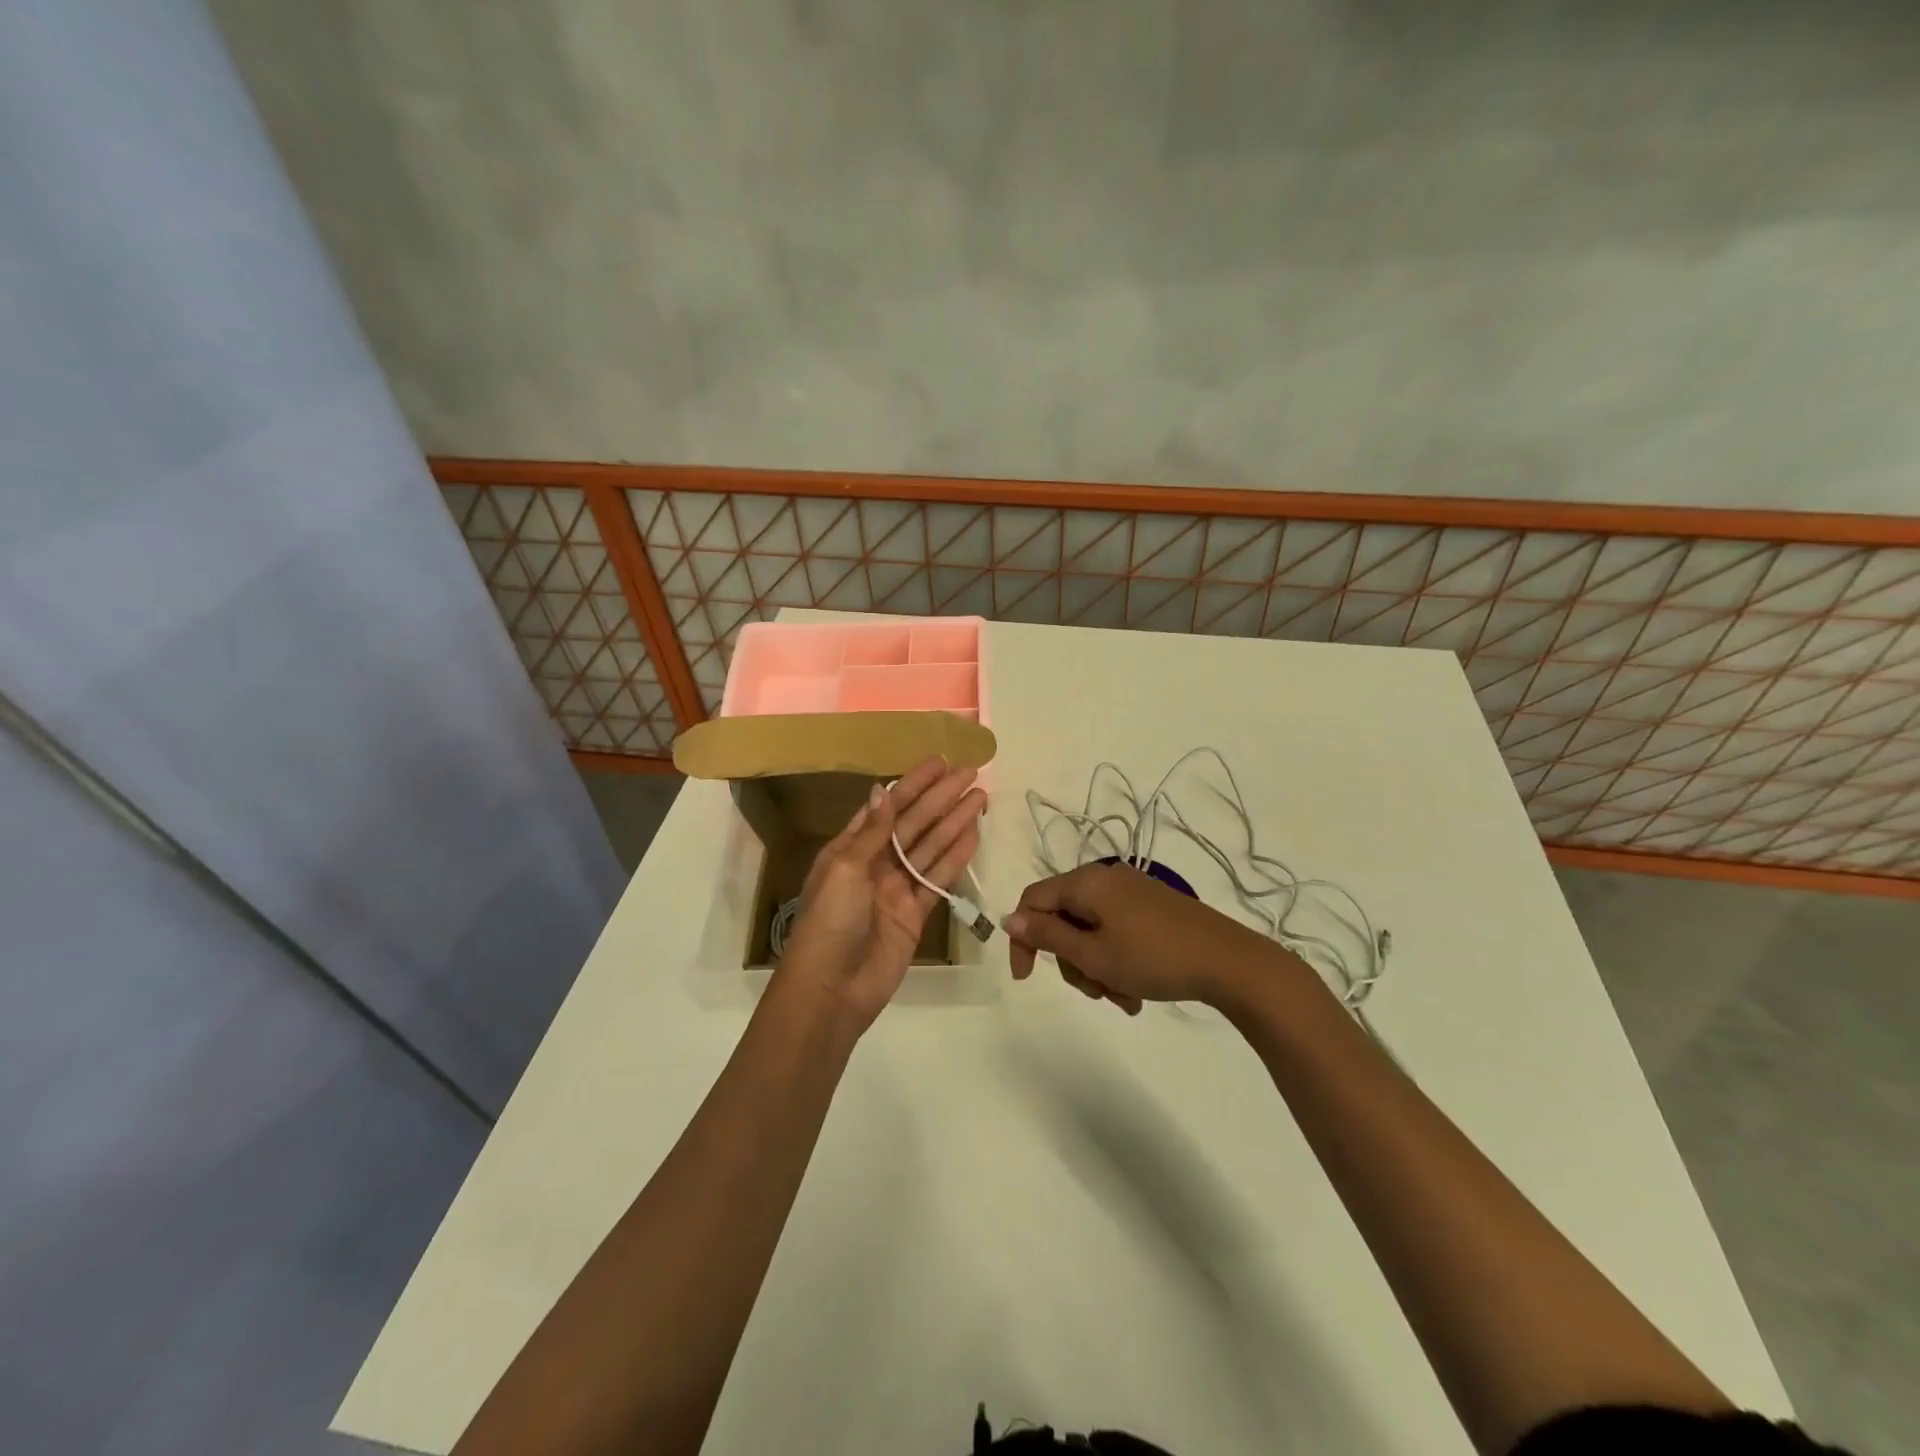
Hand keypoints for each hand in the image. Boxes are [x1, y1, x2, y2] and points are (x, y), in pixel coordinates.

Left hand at [777, 756, 986, 1030]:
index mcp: (850, 848)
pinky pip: (939, 878)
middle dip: (941, 798)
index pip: (887, 806)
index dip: (913, 783)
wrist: (832, 990)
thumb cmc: (830, 923)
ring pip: (931, 847)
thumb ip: (872, 832)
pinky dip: (956, 857)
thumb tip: (881, 789)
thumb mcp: (846, 870)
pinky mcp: (915, 914)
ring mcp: (897, 889)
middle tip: (971, 773)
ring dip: (954, 821)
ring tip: (980, 797)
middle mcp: (875, 863)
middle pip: (914, 823)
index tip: (939, 762)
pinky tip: (973, 834)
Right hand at [1004, 862, 1295, 1014]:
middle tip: (1095, 992)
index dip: (1023, 938)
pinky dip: (1117, 961)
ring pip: (1091, 932)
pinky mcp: (1151, 908)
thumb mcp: (1094, 954)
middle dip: (1073, 961)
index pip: (1033, 901)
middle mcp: (1105, 880)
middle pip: (1064, 920)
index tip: (1027, 978)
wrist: (1229, 961)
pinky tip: (1136, 992)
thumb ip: (1048, 937)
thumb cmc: (1154, 957)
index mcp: (1086, 882)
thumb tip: (1009, 918)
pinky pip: (1116, 933)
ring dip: (1097, 968)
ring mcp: (1131, 893)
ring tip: (1123, 998)